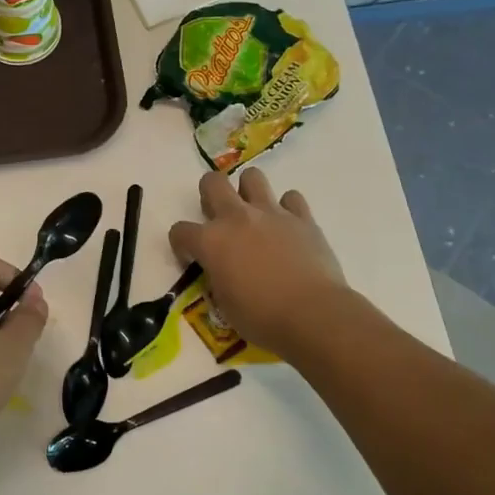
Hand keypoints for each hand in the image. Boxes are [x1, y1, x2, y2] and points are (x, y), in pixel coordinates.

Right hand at [168, 169, 348, 353]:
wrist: (313, 315)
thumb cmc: (262, 318)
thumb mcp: (224, 304)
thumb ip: (217, 278)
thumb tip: (222, 272)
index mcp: (211, 241)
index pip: (180, 231)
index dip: (181, 244)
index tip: (191, 258)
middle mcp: (237, 218)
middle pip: (212, 182)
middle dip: (209, 194)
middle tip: (217, 216)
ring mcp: (271, 214)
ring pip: (253, 177)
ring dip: (248, 191)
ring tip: (254, 214)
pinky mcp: (303, 218)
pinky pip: (291, 198)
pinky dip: (287, 208)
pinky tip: (288, 227)